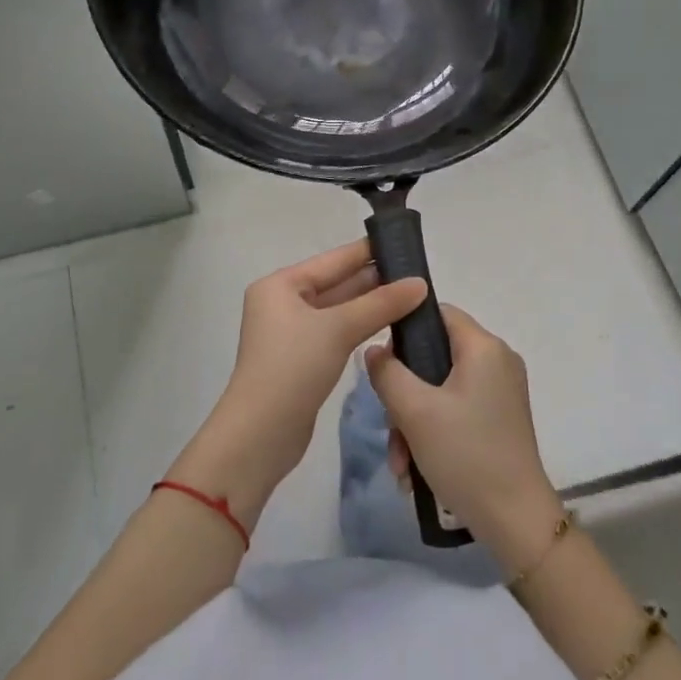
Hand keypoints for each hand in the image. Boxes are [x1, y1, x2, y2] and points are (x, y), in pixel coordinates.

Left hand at [169, 241, 426, 529]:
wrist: (260, 435)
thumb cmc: (293, 368)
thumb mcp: (338, 329)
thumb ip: (380, 304)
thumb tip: (420, 283)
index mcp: (281, 285)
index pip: (333, 259)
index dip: (368, 251)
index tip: (405, 244)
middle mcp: (283, 303)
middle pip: (336, 284)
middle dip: (374, 280)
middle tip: (417, 274)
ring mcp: (291, 333)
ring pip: (338, 310)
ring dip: (371, 305)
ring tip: (413, 296)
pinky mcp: (302, 360)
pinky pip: (336, 333)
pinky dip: (361, 327)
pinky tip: (390, 324)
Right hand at [364, 304, 564, 571]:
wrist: (516, 521)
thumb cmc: (466, 455)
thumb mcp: (414, 411)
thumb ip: (387, 372)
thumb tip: (374, 350)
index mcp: (484, 347)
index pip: (437, 313)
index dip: (405, 330)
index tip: (383, 364)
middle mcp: (497, 361)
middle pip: (435, 356)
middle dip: (404, 394)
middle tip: (390, 428)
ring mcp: (500, 392)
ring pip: (440, 389)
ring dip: (413, 421)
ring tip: (401, 463)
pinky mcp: (499, 419)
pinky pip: (456, 410)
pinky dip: (433, 433)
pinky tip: (416, 470)